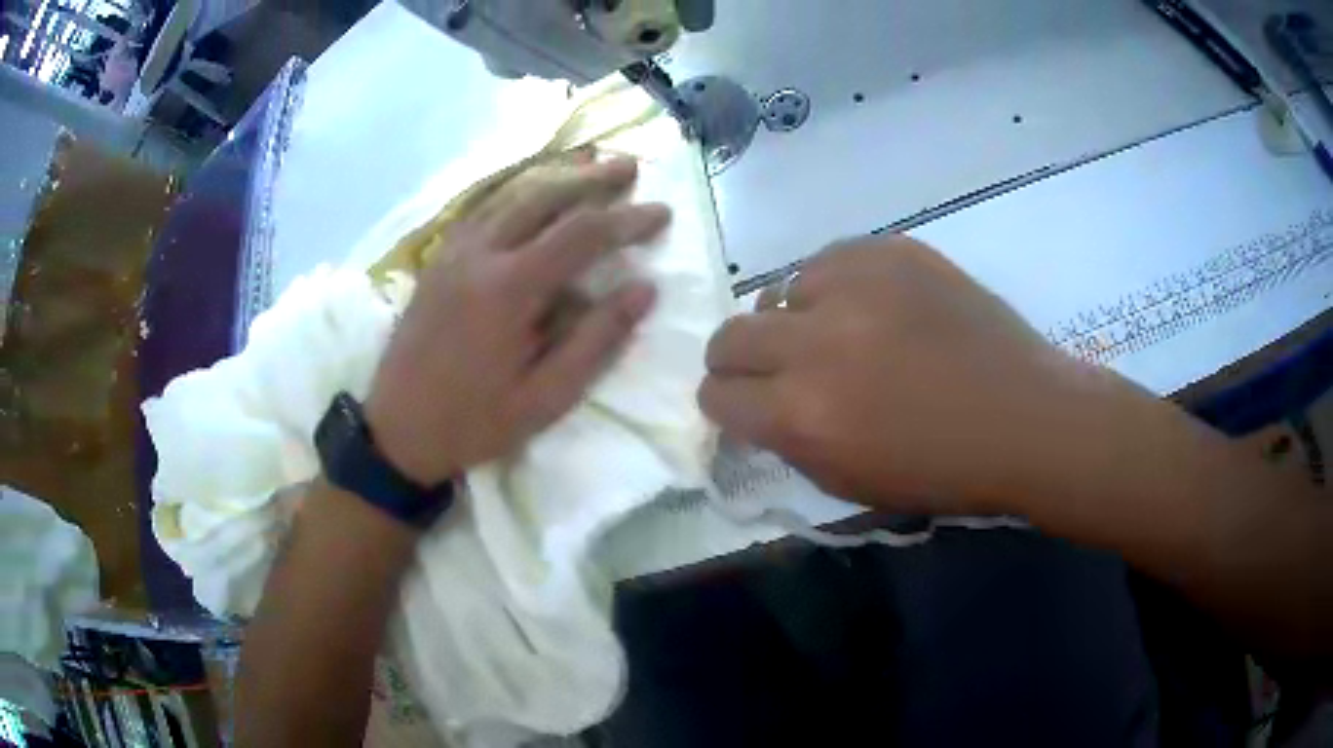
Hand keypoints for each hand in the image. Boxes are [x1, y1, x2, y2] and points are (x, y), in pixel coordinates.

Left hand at [365, 155, 669, 485]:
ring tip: (590, 163)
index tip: (662, 213)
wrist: (397, 430)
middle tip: (630, 167)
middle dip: (591, 179)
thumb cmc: (474, 422)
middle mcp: (479, 254)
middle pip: (543, 196)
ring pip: (509, 194)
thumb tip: (644, 290)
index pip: (580, 234)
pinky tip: (531, 191)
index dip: (626, 220)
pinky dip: (516, 191)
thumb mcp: (545, 398)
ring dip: (554, 177)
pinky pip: (482, 208)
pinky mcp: (438, 260)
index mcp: (508, 289)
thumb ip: (596, 340)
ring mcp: (452, 252)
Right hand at [699, 236, 1107, 513]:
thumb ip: (786, 440)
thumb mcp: (848, 482)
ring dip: (796, 320)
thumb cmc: (942, 469)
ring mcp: (856, 285)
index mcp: (804, 415)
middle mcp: (817, 343)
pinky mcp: (891, 251)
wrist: (1025, 417)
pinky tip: (872, 308)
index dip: (725, 404)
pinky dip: (837, 288)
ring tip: (840, 336)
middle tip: (775, 370)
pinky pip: (830, 261)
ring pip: (779, 291)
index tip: (744, 405)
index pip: (717, 395)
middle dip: (738, 360)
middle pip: (729, 336)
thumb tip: (754, 404)